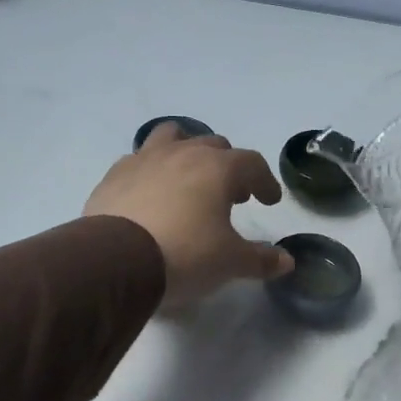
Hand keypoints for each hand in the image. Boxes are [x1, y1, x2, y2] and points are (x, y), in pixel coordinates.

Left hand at [84, 123, 293, 308]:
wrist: (116, 261)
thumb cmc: (185, 255)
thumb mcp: (230, 262)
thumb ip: (260, 259)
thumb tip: (286, 261)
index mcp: (217, 168)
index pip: (252, 163)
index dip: (265, 181)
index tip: (268, 200)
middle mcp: (182, 153)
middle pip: (213, 146)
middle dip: (228, 167)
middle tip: (232, 195)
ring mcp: (144, 160)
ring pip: (171, 138)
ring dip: (186, 152)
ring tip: (189, 180)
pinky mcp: (114, 176)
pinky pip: (139, 161)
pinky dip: (152, 172)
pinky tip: (151, 195)